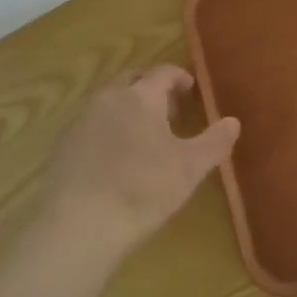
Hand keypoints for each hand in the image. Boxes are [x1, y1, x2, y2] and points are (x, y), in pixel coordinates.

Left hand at [42, 65, 239, 259]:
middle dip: (151, 88)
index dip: (179, 77)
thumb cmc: (143, 189)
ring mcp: (80, 120)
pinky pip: (91, 123)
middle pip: (132, 79)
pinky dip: (107, 128)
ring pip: (109, 100)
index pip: (163, 72)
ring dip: (128, 107)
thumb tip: (233, 121)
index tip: (190, 88)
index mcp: (141, 96)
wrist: (79, 225)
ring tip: (143, 134)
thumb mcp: (190, 168)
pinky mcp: (62, 145)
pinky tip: (115, 157)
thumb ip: (215, 141)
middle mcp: (108, 98)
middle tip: (169, 109)